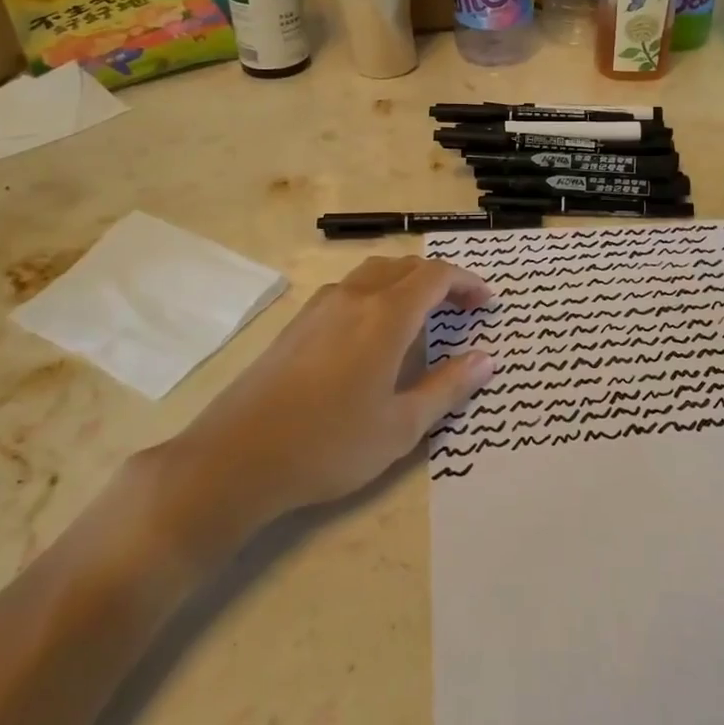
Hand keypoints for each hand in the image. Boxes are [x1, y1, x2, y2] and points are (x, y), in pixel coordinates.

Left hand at [163, 257, 494, 533]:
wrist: (237, 458)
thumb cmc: (329, 444)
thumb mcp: (401, 426)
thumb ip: (447, 386)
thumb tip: (487, 359)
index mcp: (385, 316)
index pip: (435, 276)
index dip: (467, 282)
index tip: (486, 302)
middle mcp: (354, 297)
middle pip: (406, 266)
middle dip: (440, 280)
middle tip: (462, 309)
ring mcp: (320, 306)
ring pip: (374, 273)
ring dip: (406, 282)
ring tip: (423, 316)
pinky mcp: (298, 322)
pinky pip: (349, 289)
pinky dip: (377, 293)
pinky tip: (375, 333)